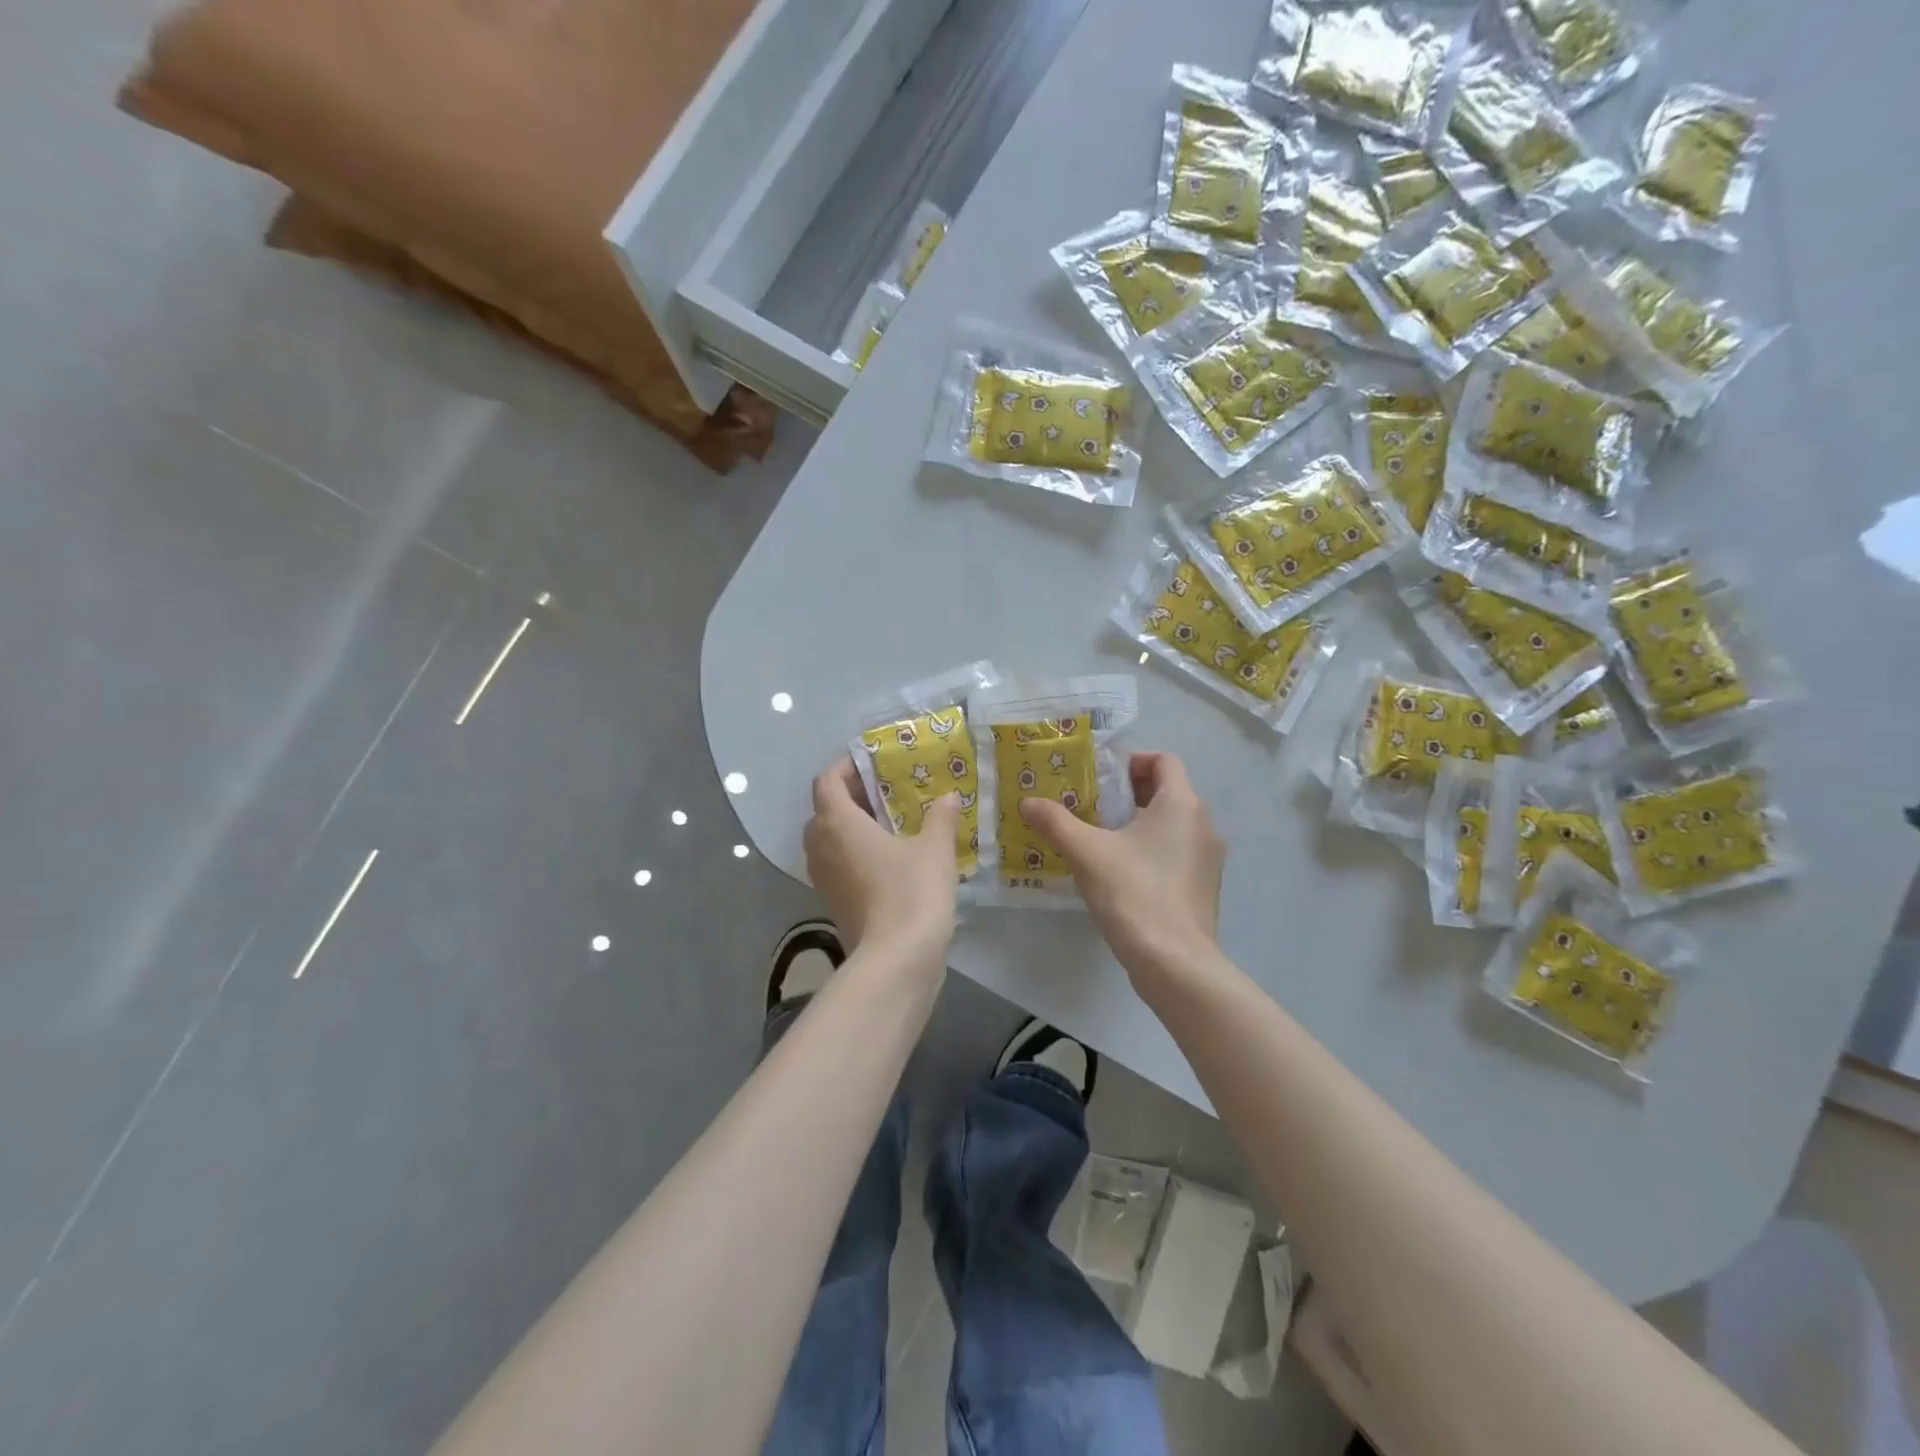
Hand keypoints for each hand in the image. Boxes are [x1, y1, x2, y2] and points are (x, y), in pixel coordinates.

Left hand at [804, 756, 960, 964]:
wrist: (897, 960)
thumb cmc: (912, 892)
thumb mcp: (935, 848)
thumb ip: (939, 817)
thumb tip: (947, 797)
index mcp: (838, 823)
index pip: (827, 781)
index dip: (845, 766)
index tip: (871, 763)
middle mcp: (821, 847)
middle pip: (824, 809)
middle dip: (849, 796)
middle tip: (884, 792)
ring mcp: (823, 878)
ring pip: (828, 839)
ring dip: (851, 826)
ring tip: (889, 823)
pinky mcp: (833, 902)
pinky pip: (837, 864)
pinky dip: (854, 852)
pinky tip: (889, 857)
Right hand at [1019, 752, 1224, 991]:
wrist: (1175, 963)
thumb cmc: (1134, 893)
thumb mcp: (1087, 853)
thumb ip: (1056, 822)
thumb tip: (1027, 802)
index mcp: (1182, 804)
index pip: (1164, 760)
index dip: (1131, 761)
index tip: (1098, 776)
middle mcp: (1203, 824)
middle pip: (1166, 791)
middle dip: (1127, 793)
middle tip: (1089, 805)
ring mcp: (1207, 858)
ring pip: (1170, 824)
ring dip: (1137, 823)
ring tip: (1098, 837)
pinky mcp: (1203, 886)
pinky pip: (1175, 851)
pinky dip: (1150, 849)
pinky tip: (1119, 871)